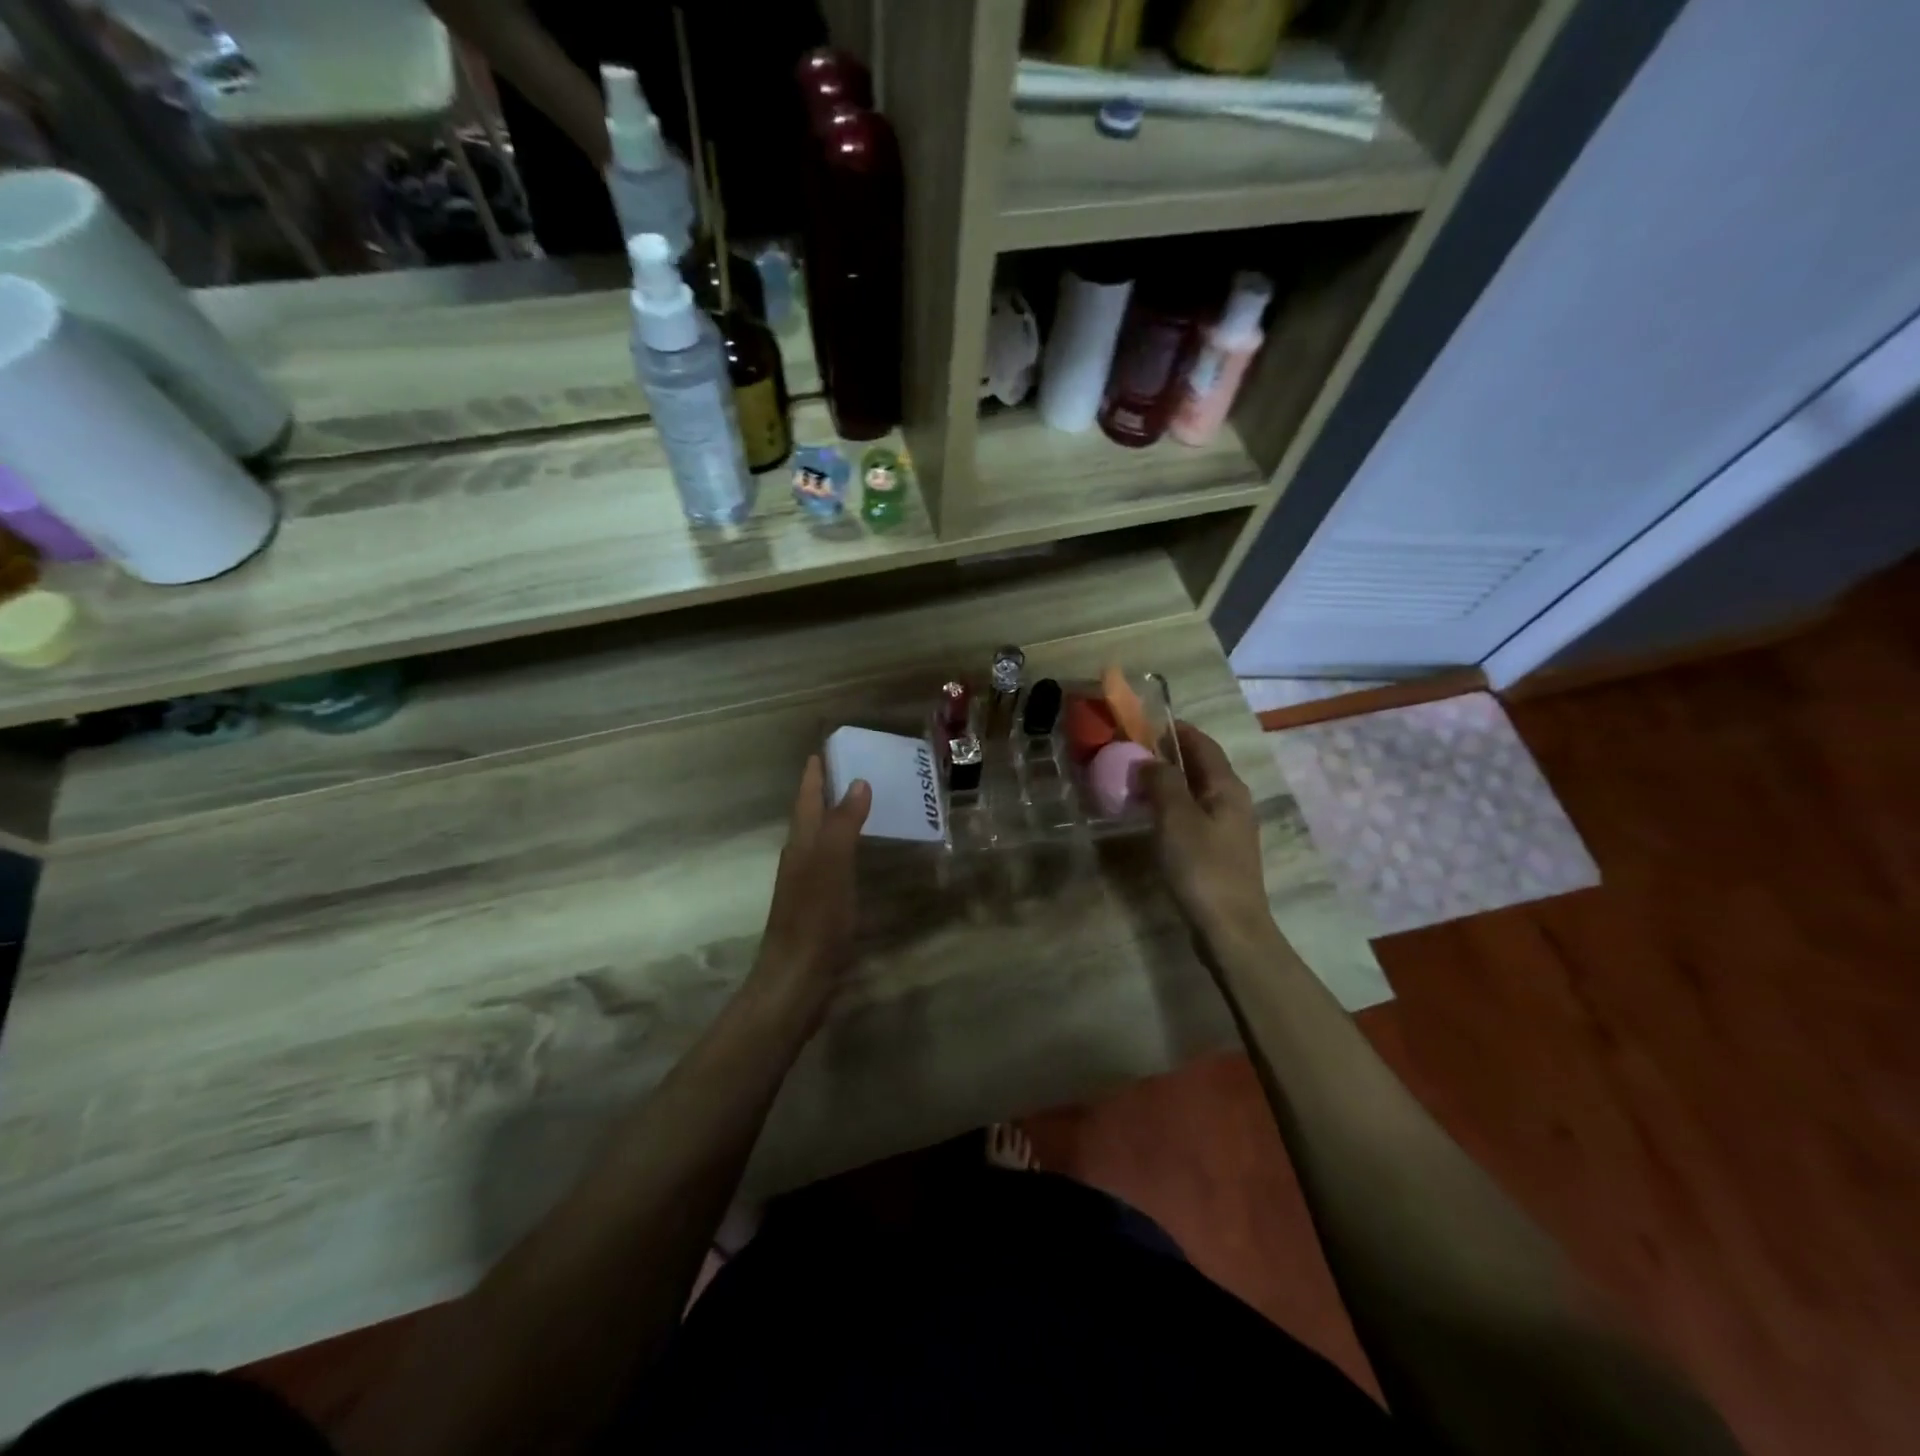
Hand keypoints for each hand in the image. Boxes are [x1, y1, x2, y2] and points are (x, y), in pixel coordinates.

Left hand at [751, 756, 871, 1019]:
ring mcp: (806, 886)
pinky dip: (844, 849)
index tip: (823, 750)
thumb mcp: (831, 866)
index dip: (815, 775)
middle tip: (852, 770)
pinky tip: (858, 858)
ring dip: (836, 820)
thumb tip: (857, 782)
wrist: (795, 980)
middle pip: (811, 817)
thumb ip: (843, 824)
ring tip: (861, 805)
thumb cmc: (814, 920)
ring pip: (821, 841)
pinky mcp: (817, 908)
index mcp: (801, 845)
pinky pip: (832, 865)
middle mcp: (799, 859)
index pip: (807, 800)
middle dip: (826, 792)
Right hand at [1141, 722, 1273, 944]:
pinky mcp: (1219, 852)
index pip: (1203, 744)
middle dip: (1170, 755)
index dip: (1177, 730)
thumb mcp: (1176, 818)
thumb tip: (1148, 759)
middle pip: (1202, 767)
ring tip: (1135, 781)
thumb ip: (1162, 782)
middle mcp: (1233, 802)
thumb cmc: (1202, 867)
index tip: (1145, 723)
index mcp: (1227, 787)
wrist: (1230, 928)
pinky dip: (1172, 807)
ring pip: (1197, 792)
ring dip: (1169, 782)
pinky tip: (1152, 818)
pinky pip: (1194, 816)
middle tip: (1132, 752)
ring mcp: (1229, 829)